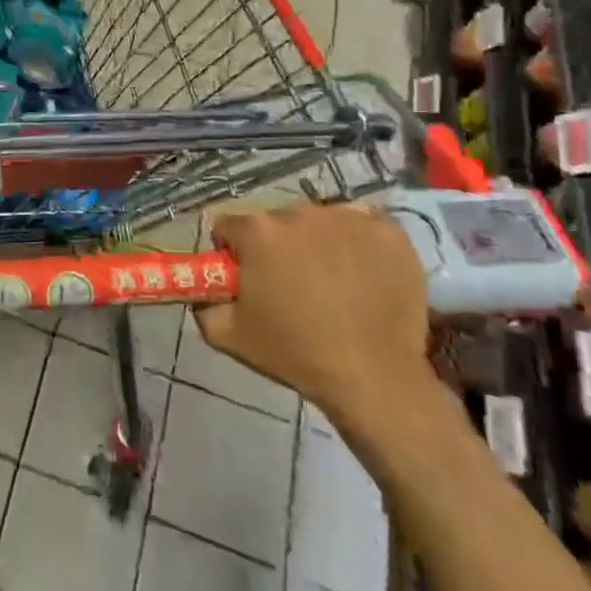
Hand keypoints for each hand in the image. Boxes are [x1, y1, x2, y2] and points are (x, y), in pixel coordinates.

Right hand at [196, 203, 430, 424]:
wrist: (375, 378)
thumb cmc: (296, 353)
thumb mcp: (227, 334)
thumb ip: (202, 302)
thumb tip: (203, 288)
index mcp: (257, 232)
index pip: (229, 227)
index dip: (233, 254)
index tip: (248, 280)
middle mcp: (299, 212)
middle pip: (275, 222)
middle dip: (276, 248)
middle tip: (290, 287)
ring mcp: (347, 218)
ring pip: (317, 222)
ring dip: (316, 243)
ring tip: (331, 283)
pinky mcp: (388, 231)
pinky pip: (360, 225)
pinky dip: (356, 243)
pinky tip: (360, 273)